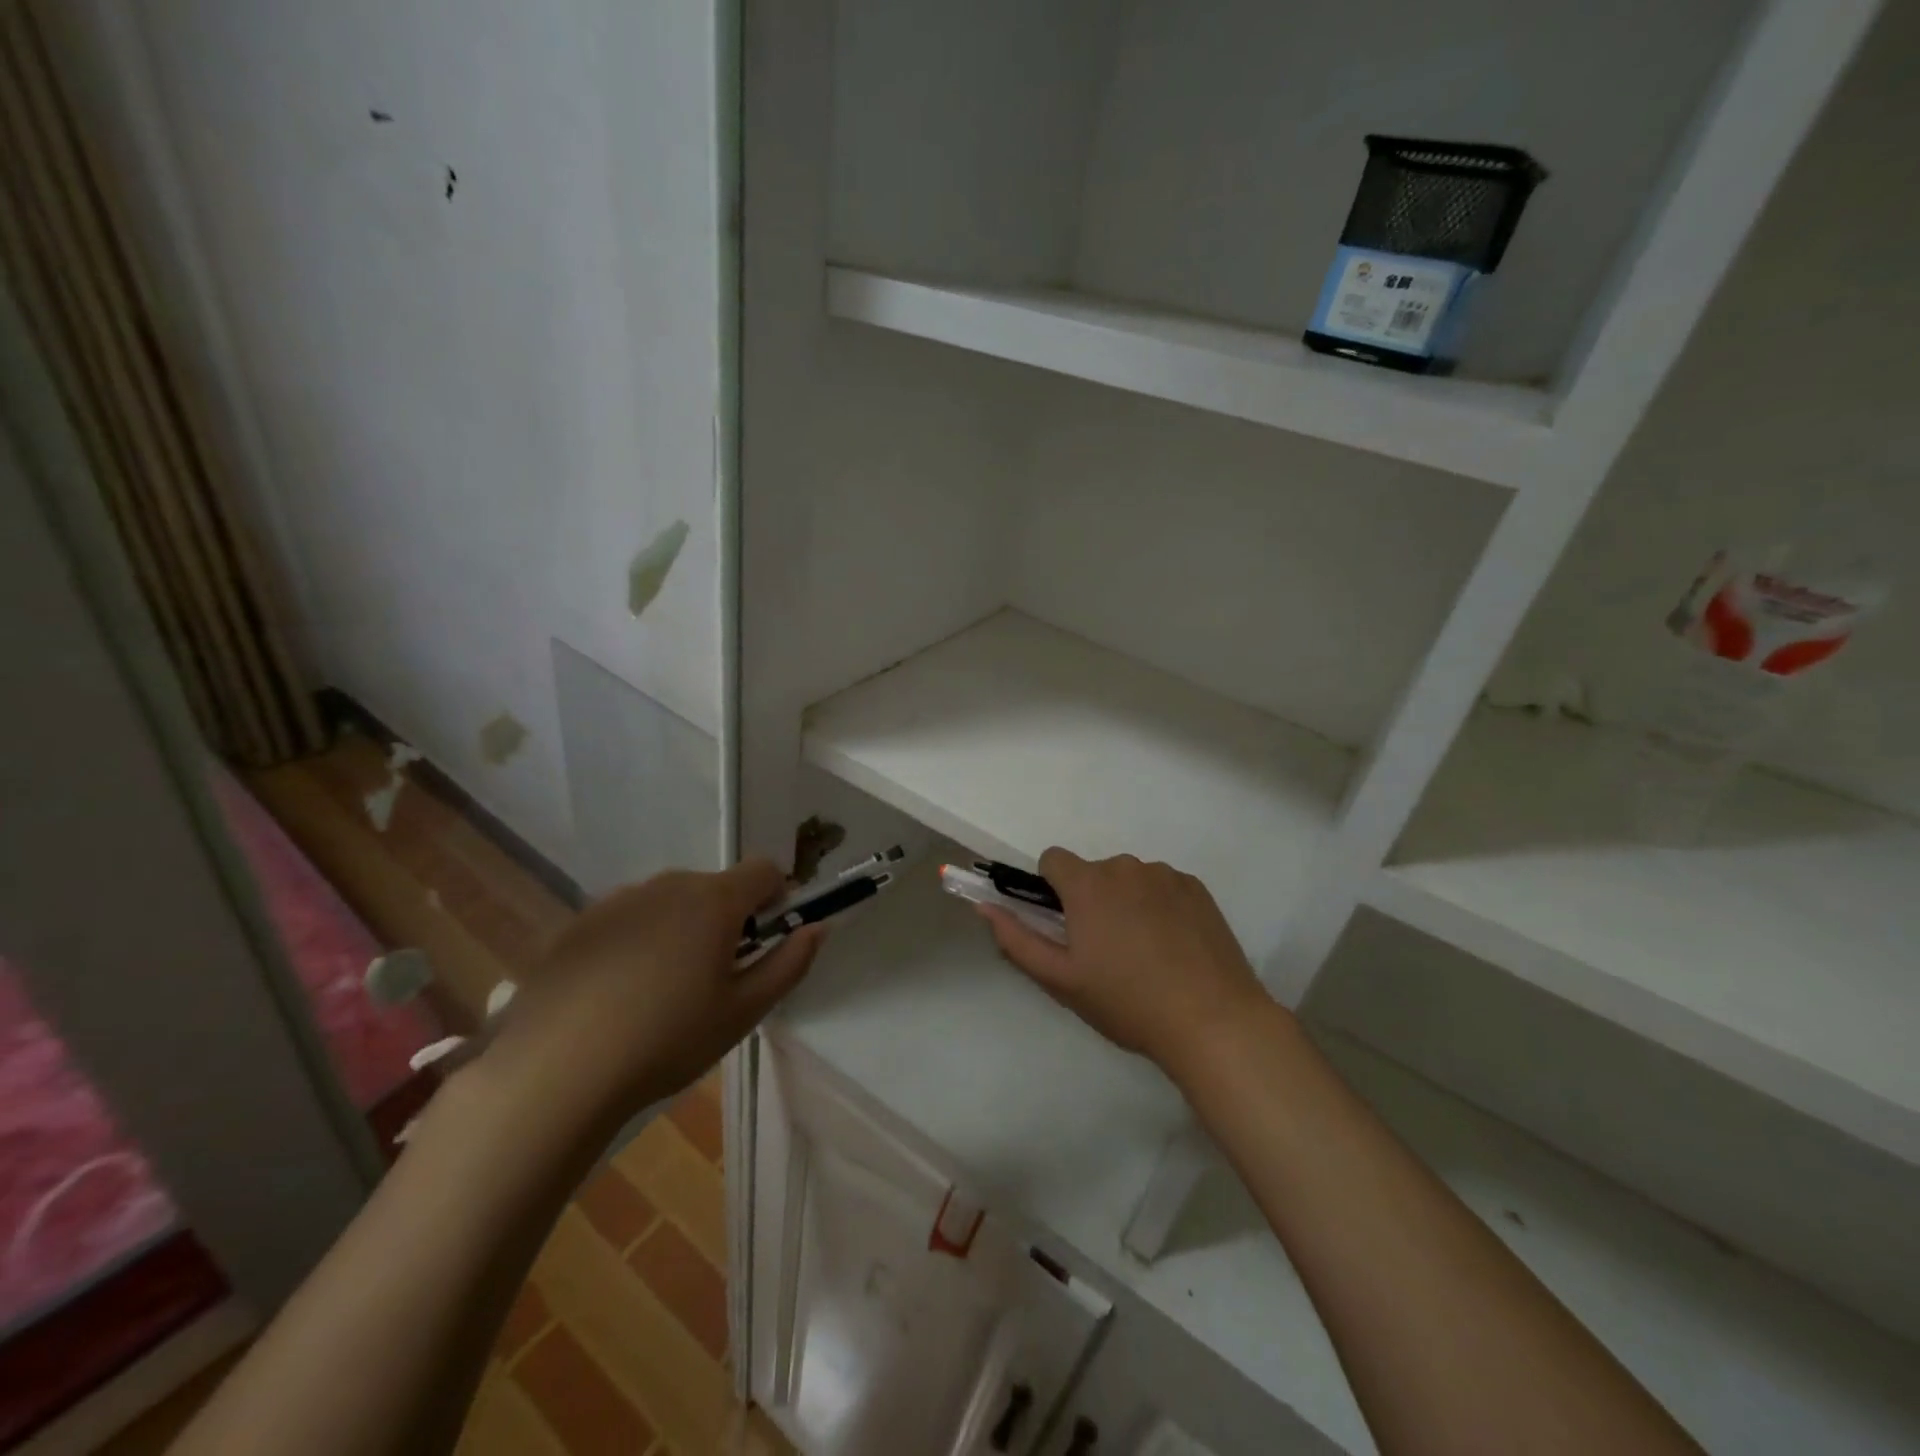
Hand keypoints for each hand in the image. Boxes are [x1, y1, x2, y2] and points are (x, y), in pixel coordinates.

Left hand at [483, 859, 821, 1131]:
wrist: (556, 1071)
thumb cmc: (667, 1039)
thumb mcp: (743, 1011)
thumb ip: (789, 963)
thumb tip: (817, 928)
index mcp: (714, 900)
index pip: (764, 870)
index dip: (777, 897)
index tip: (766, 939)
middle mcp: (668, 885)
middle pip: (716, 886)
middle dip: (727, 919)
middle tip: (715, 978)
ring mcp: (619, 900)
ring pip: (670, 902)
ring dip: (682, 929)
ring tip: (662, 991)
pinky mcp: (580, 924)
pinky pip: (629, 919)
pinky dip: (639, 941)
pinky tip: (618, 994)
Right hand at [980, 849, 1272, 1076]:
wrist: (1211, 1020)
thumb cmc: (1127, 1002)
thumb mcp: (1061, 980)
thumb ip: (1016, 939)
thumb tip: (985, 906)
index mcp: (1088, 884)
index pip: (1053, 859)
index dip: (1051, 889)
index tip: (1065, 925)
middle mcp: (1125, 867)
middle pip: (1093, 872)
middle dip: (1091, 900)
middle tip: (1106, 952)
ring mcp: (1166, 875)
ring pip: (1129, 879)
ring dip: (1126, 903)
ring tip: (1145, 954)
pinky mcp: (1197, 888)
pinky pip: (1163, 886)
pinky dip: (1160, 907)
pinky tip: (1174, 948)